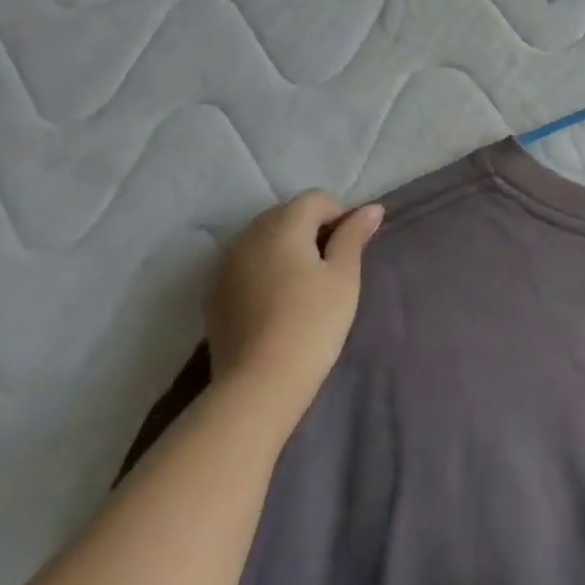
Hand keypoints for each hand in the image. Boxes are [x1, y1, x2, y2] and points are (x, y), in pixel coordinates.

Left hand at [205, 192, 383, 418]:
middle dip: (312, 227)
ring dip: (287, 246)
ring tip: (305, 281)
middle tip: (332, 263)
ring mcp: (225, 264)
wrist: (258, 385)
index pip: (316, 199)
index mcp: (282, 225)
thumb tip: (371, 208)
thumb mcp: (343, 276)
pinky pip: (245, 262)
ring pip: (263, 237)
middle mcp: (248, 235)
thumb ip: (354, 235)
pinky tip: (277, 298)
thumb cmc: (312, 323)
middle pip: (287, 214)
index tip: (352, 246)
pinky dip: (264, 266)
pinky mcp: (213, 292)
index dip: (340, 214)